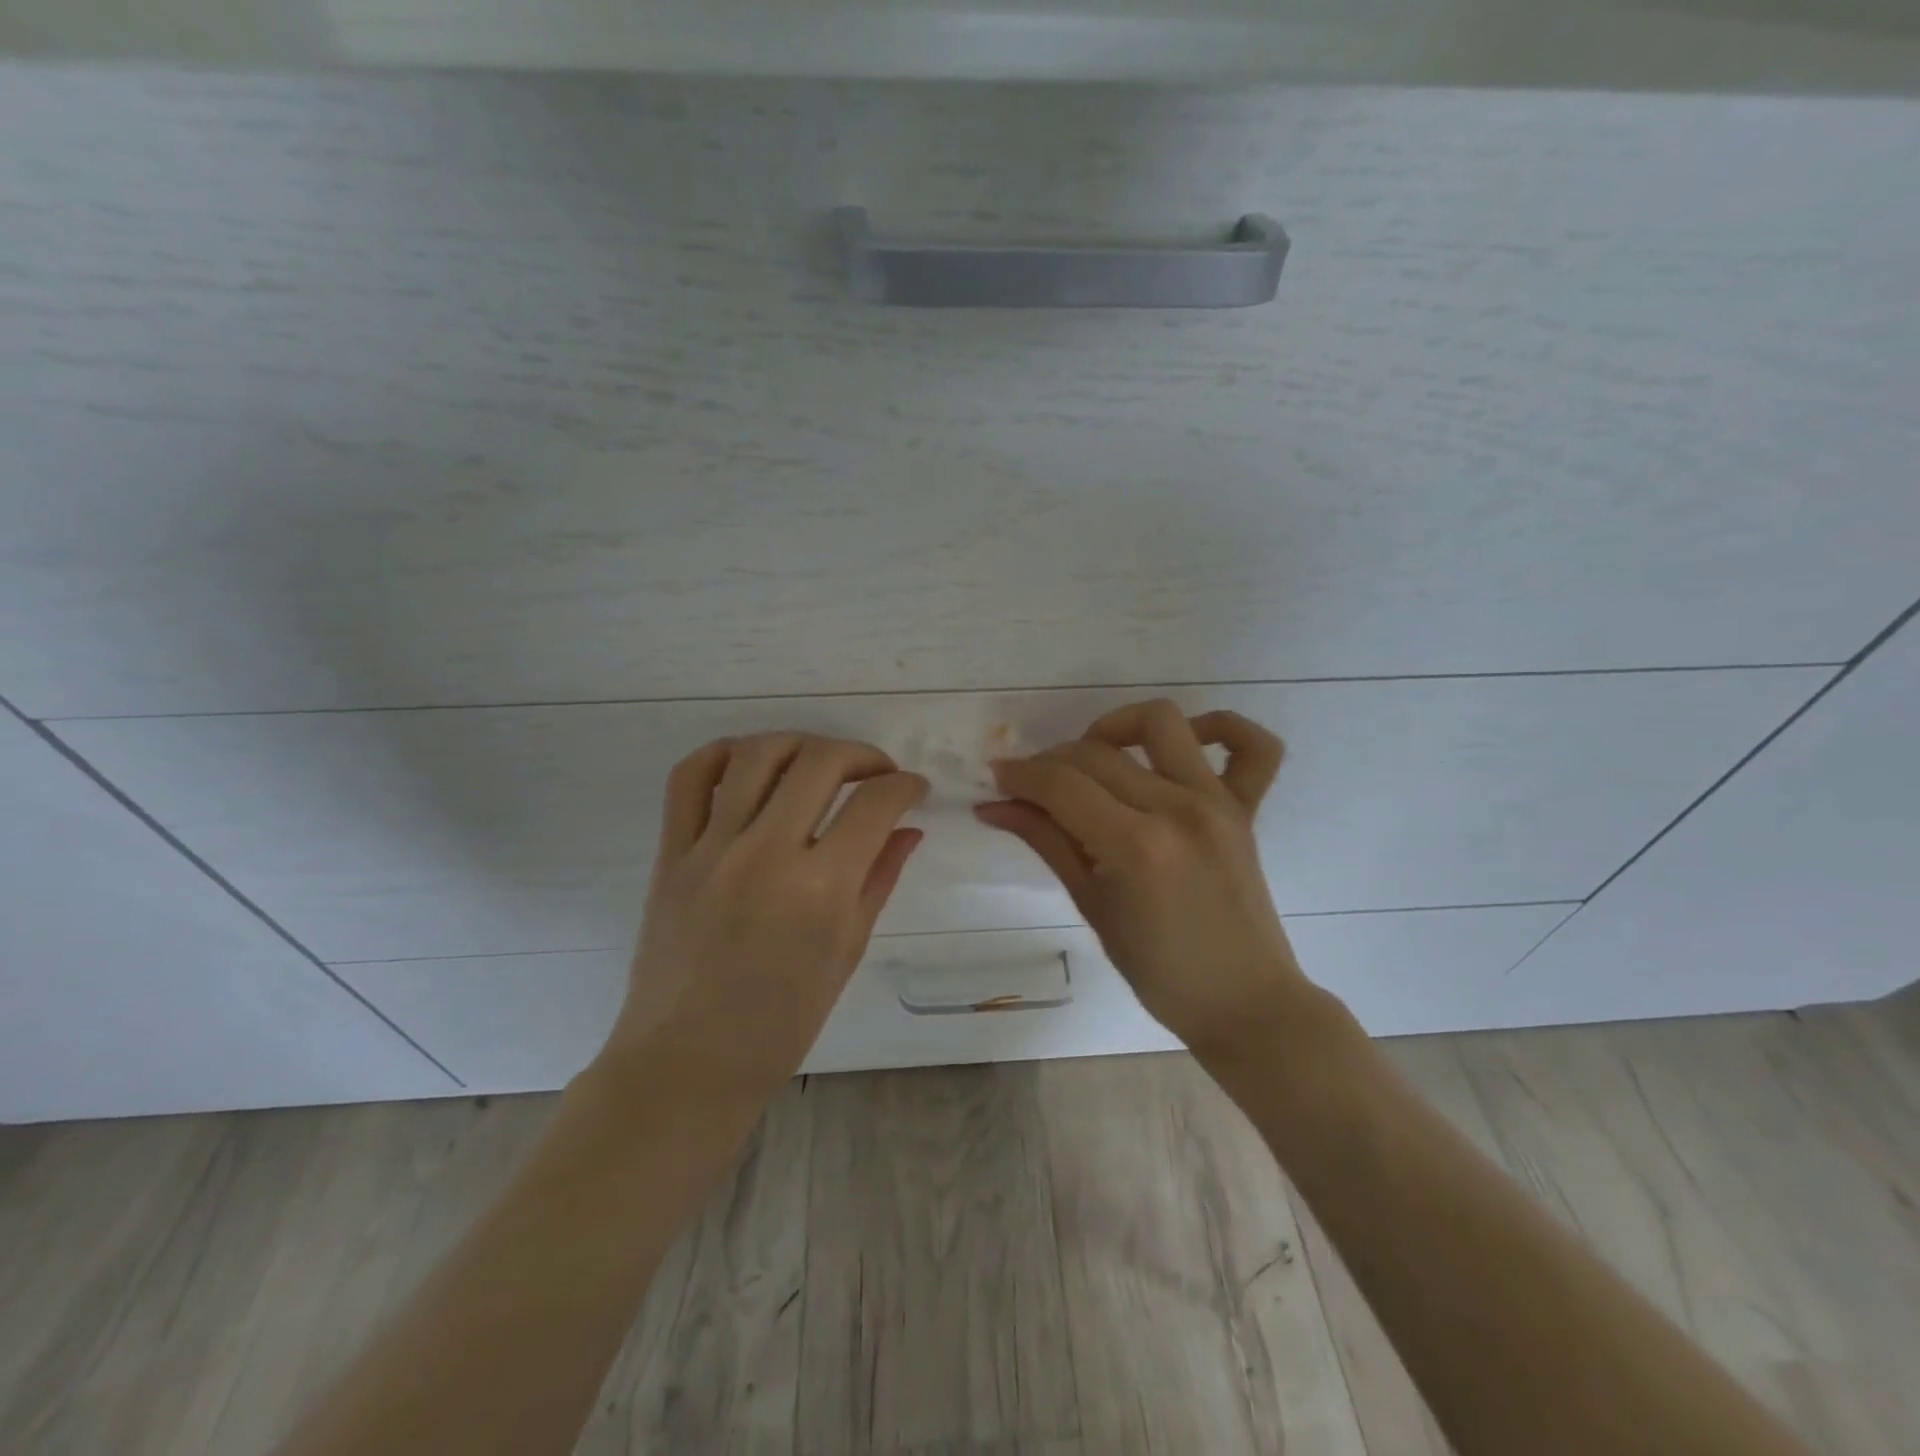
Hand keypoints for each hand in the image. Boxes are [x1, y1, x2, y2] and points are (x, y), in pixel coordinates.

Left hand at [600, 733, 928, 1106]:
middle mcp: (766, 854)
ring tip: (819, 762)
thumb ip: (879, 880)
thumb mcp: (846, 952)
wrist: (688, 1062)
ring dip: (801, 744)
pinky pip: (689, 778)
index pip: (876, 804)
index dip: (906, 786)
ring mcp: (711, 848)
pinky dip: (723, 754)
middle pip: (821, 762)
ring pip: (758, 755)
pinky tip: (751, 762)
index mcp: (820, 889)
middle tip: (876, 773)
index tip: (913, 789)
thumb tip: (909, 830)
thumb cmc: (782, 1022)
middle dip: (863, 755)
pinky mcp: (671, 852)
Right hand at [975, 699, 1312, 1056]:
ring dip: (1115, 727)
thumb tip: (994, 806)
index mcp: (1136, 845)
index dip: (1020, 775)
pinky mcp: (1247, 808)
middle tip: (1032, 788)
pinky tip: (1185, 744)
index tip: (996, 779)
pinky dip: (1221, 728)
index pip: (1061, 784)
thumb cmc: (1159, 971)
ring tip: (1095, 761)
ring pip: (1161, 722)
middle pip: (1097, 753)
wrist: (1243, 1002)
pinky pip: (1253, 747)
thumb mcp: (1091, 906)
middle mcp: (1179, 809)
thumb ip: (1046, 842)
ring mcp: (1219, 803)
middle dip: (1050, 763)